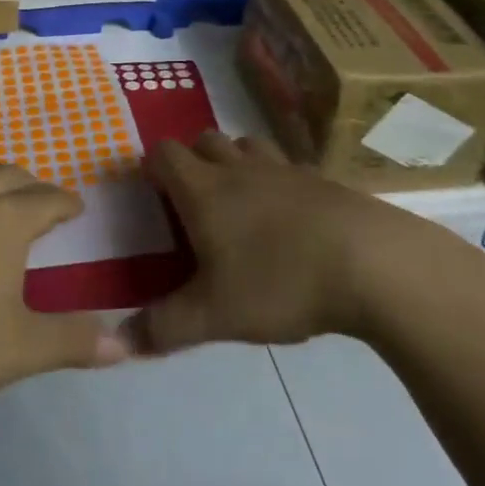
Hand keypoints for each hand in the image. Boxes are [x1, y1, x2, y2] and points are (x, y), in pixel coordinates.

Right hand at [128, 131, 421, 353]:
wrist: (371, 262)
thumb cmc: (279, 281)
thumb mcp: (214, 315)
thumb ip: (163, 328)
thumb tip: (113, 345)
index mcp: (204, 189)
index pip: (165, 154)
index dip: (153, 166)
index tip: (152, 192)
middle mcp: (240, 168)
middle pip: (205, 139)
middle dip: (193, 160)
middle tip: (194, 201)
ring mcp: (284, 169)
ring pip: (248, 145)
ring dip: (236, 161)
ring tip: (239, 199)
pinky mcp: (322, 180)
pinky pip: (289, 166)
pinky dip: (278, 179)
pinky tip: (289, 216)